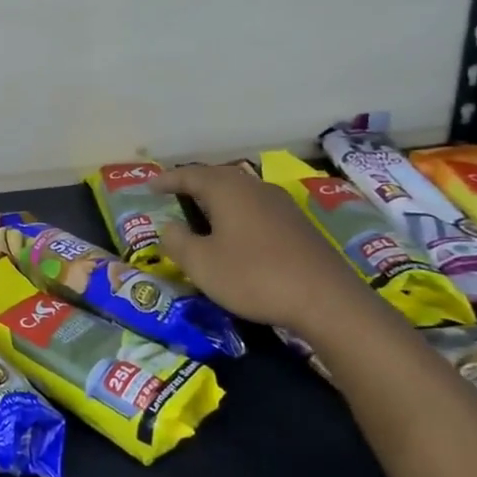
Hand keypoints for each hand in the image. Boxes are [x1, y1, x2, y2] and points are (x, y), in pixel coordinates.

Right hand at [154, 163, 372, 331]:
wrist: (327, 301)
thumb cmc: (254, 276)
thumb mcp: (201, 263)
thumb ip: (176, 241)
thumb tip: (170, 227)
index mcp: (227, 189)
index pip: (189, 175)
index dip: (167, 180)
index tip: (150, 186)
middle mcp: (254, 187)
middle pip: (217, 178)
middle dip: (193, 186)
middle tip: (173, 197)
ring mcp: (281, 204)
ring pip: (240, 193)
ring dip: (217, 202)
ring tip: (202, 216)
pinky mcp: (299, 225)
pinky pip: (257, 209)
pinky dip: (238, 215)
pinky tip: (236, 235)